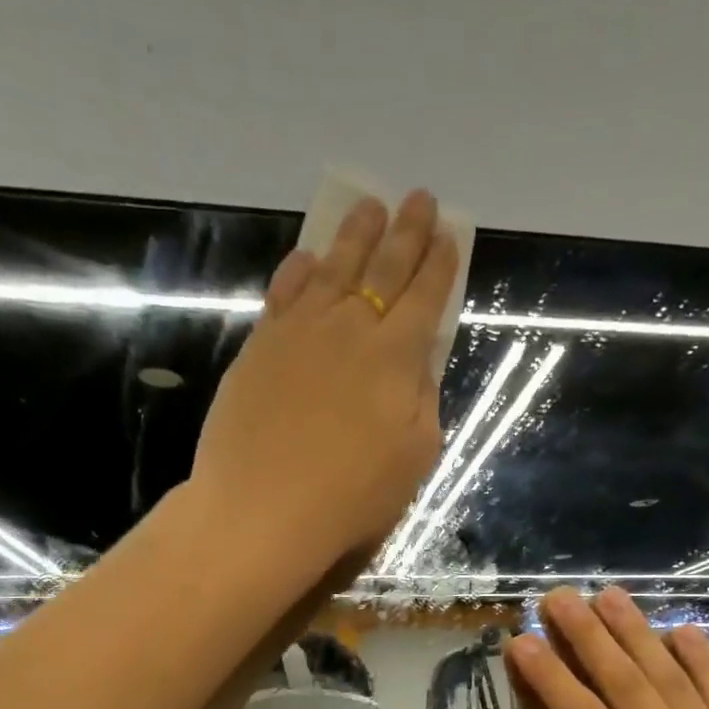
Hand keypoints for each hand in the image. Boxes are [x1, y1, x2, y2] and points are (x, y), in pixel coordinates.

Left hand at [191, 191, 459, 567]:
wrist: (263, 509)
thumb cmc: (351, 496)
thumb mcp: (414, 457)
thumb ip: (422, 402)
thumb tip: (418, 365)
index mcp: (396, 357)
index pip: (426, 297)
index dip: (440, 264)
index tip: (449, 234)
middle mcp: (350, 329)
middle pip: (383, 269)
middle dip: (406, 232)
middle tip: (418, 198)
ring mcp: (300, 332)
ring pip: (333, 268)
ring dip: (355, 235)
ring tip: (368, 207)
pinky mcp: (260, 347)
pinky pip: (284, 294)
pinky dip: (299, 271)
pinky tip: (308, 258)